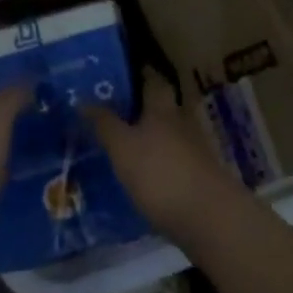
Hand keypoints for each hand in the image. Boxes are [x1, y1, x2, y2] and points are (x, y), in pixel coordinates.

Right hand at [86, 71, 240, 244]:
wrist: (209, 217)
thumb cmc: (160, 173)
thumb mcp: (123, 147)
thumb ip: (104, 124)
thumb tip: (83, 100)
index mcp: (163, 108)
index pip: (154, 80)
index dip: (140, 74)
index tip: (123, 74)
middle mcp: (183, 122)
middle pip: (164, 107)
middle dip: (144, 108)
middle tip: (117, 112)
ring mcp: (196, 150)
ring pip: (171, 134)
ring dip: (152, 136)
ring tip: (127, 145)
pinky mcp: (201, 176)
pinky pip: (176, 160)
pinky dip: (161, 162)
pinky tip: (146, 175)